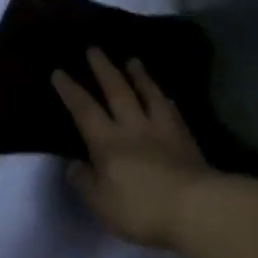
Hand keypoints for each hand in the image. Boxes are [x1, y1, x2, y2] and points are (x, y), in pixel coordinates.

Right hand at [52, 50, 214, 249]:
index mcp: (107, 142)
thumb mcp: (101, 204)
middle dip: (104, 69)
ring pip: (149, 95)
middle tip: (95, 49)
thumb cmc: (142, 208)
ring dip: (139, 76)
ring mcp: (163, 130)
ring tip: (133, 60)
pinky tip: (166, 97)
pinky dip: (165, 100)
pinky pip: (173, 112)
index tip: (59, 71)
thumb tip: (74, 164)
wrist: (198, 207)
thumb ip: (85, 182)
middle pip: (117, 91)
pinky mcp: (186, 139)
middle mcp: (133, 128)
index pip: (84, 110)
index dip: (70, 90)